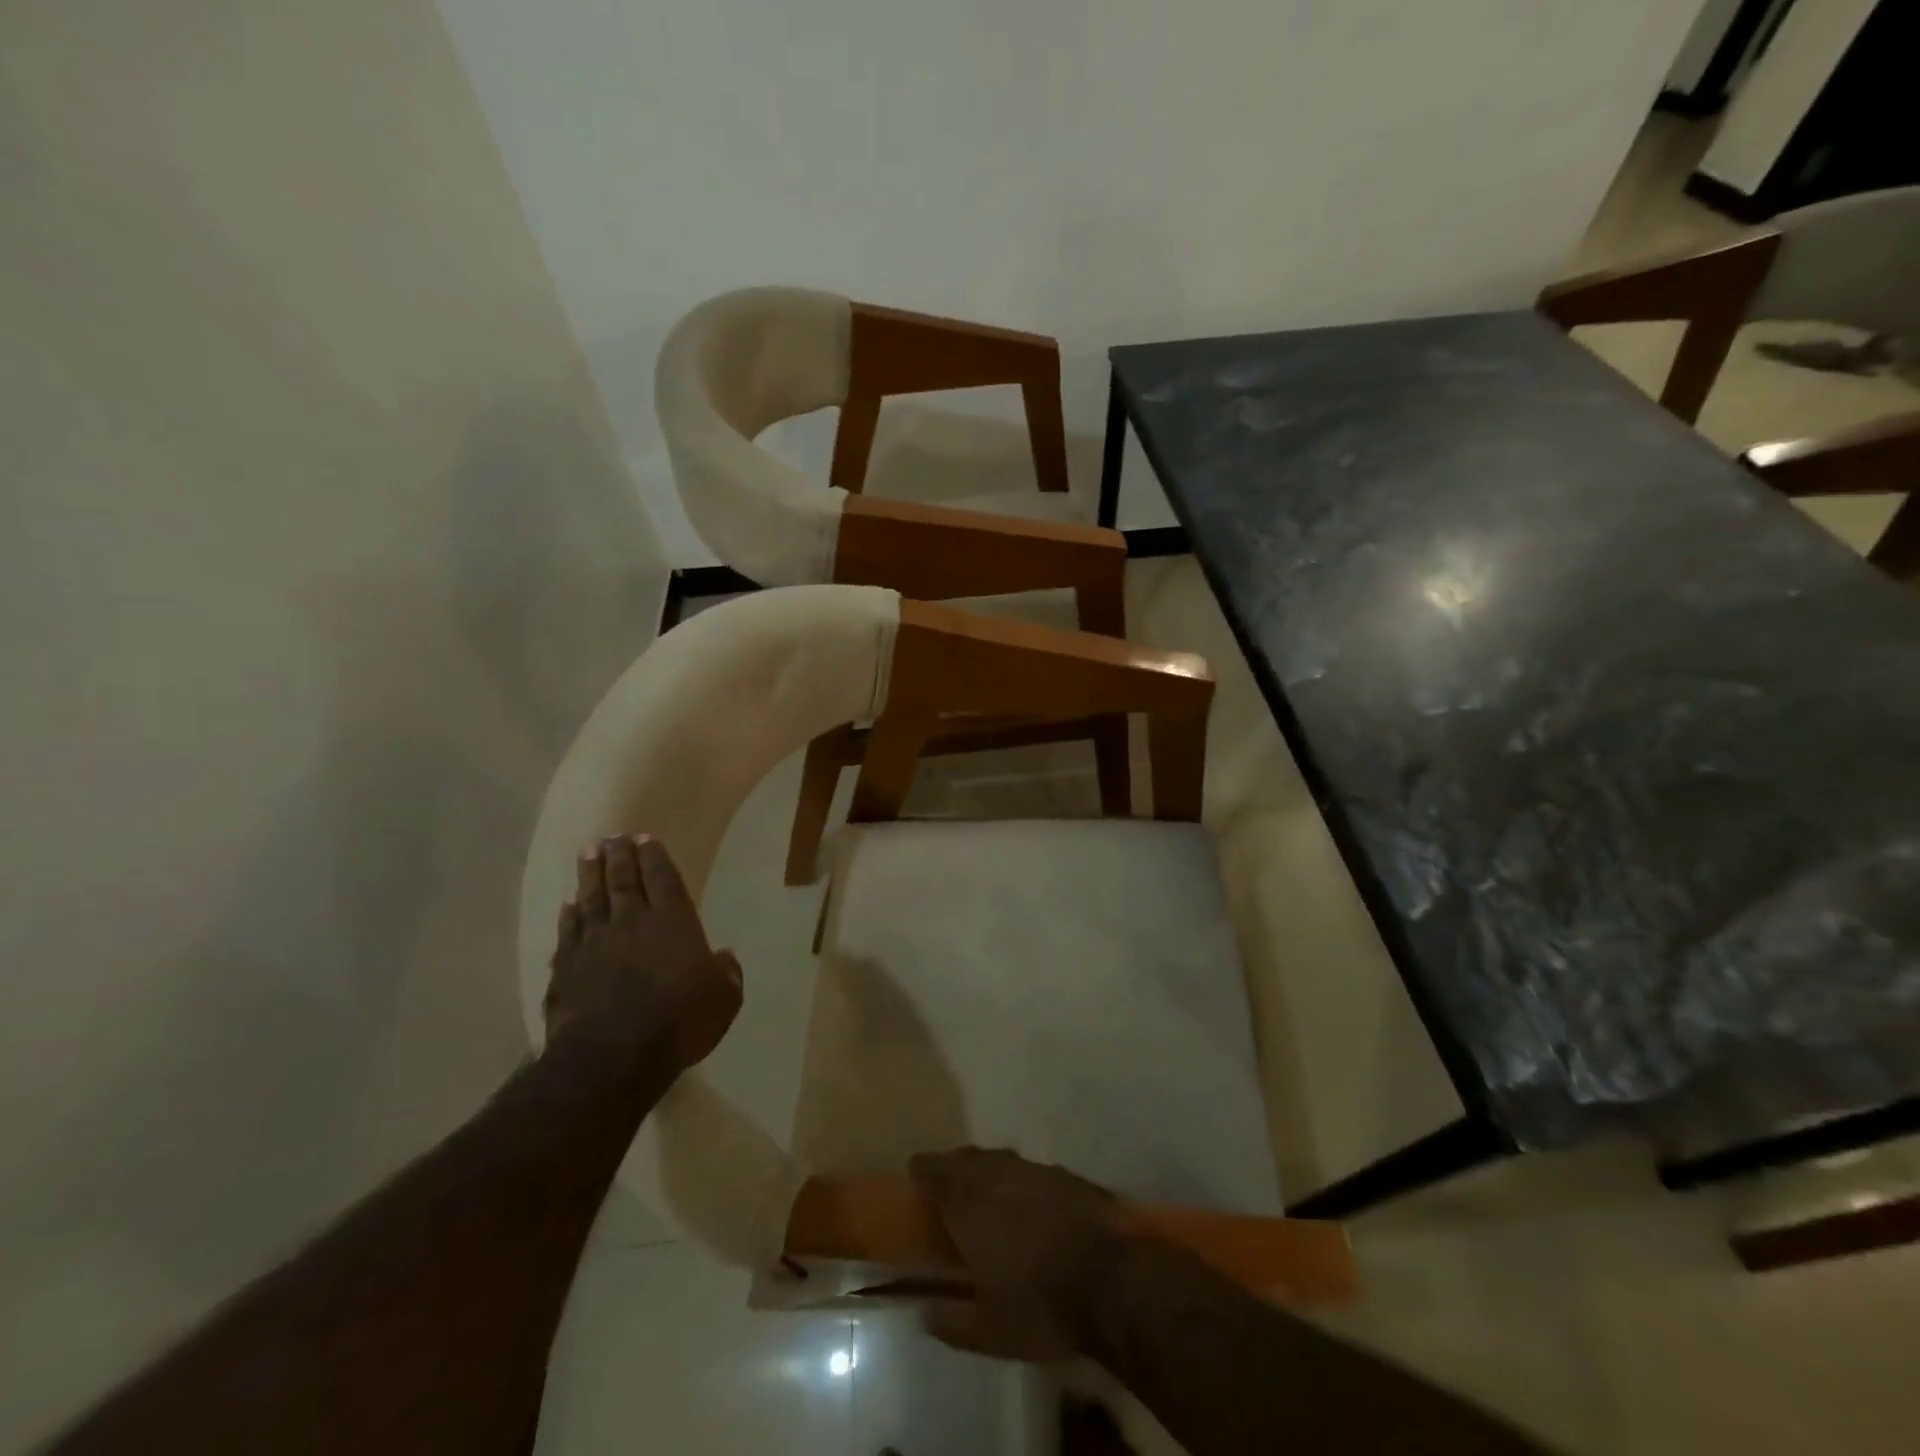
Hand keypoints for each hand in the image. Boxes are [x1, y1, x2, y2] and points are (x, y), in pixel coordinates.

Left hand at [544, 835, 742, 1075]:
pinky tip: (568, 904)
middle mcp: (633, 922)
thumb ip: (726, 974)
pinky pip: (568, 931)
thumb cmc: (678, 1023)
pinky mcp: (567, 967)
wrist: (612, 1056)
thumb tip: (724, 958)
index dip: (654, 856)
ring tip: (588, 852)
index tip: (645, 837)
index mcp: (673, 922)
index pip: (663, 878)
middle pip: (624, 880)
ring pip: (592, 898)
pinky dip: (569, 915)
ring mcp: (594, 943)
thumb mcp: (723, 1000)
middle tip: (613, 836)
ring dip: (590, 874)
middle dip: (620, 856)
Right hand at [910, 1147, 1119, 1362]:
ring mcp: (1036, 1170)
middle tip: (947, 1184)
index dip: (923, 1170)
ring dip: (988, 1170)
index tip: (914, 1174)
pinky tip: (1029, 1203)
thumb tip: (925, 1314)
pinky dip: (1022, 1182)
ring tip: (986, 1191)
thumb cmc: (1040, 1304)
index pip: (935, 1170)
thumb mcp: (989, 1331)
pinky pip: (1032, 1171)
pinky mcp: (1067, 1176)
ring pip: (1001, 1159)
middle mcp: (998, 1173)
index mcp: (969, 1201)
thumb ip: (952, 1322)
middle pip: (967, 1158)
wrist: (1112, 1279)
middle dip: (953, 1167)